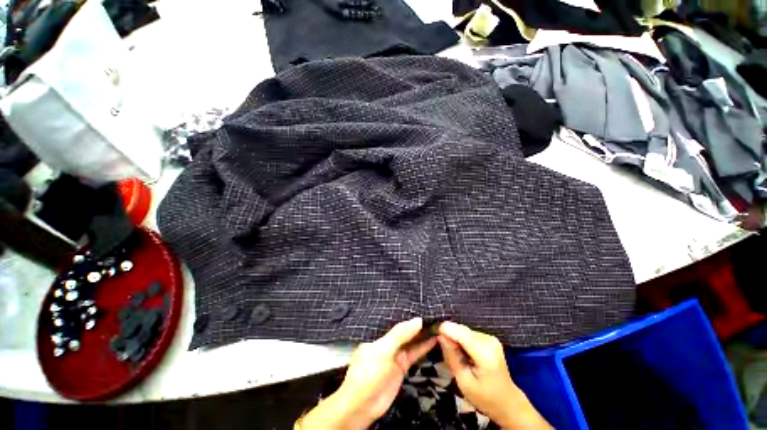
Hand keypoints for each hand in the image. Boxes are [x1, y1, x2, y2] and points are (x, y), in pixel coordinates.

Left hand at [299, 317, 437, 429]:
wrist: (363, 406)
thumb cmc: (369, 372)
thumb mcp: (383, 350)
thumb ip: (400, 334)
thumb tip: (418, 319)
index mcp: (378, 336)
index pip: (396, 323)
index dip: (409, 317)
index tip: (424, 309)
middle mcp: (387, 343)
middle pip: (405, 332)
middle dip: (417, 325)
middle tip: (434, 316)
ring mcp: (395, 356)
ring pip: (411, 342)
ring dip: (422, 336)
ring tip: (437, 325)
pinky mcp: (402, 368)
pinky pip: (414, 354)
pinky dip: (423, 347)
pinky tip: (433, 340)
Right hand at [438, 322, 551, 429]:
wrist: (508, 403)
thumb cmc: (485, 398)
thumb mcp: (464, 382)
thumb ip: (452, 356)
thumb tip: (440, 335)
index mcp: (484, 351)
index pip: (458, 331)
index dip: (443, 330)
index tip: (433, 336)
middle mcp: (488, 339)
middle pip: (460, 329)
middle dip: (449, 337)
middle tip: (445, 353)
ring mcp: (489, 337)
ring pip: (462, 330)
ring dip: (455, 340)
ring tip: (455, 356)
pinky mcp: (489, 338)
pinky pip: (468, 334)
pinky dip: (461, 341)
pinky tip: (463, 354)